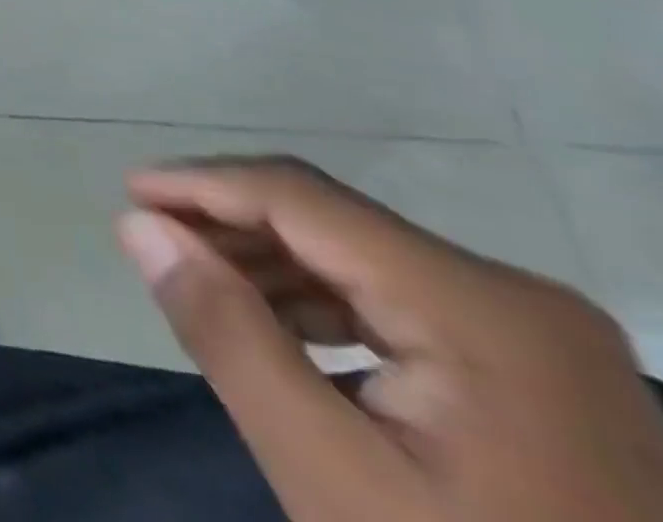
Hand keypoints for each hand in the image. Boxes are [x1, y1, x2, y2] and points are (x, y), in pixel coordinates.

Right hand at [117, 157, 662, 521]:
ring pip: (357, 257)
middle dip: (230, 226)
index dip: (202, 184)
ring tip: (197, 284)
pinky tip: (275, 329)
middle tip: (153, 243)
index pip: (302, 200)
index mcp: (483, 308)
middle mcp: (516, 295)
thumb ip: (228, 336)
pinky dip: (319, 304)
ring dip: (267, 263)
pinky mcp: (533, 369)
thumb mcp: (333, 479)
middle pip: (331, 223)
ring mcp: (534, 334)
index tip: (127, 193)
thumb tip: (138, 225)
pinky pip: (394, 301)